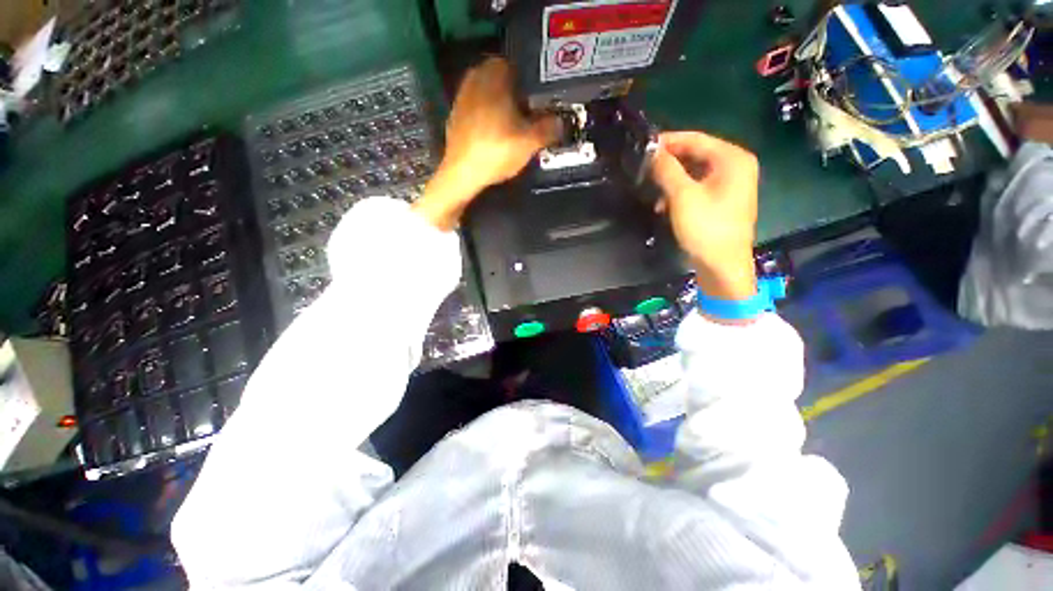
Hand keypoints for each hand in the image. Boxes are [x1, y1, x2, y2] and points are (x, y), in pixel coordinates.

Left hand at [413, 58, 560, 230]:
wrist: (462, 174)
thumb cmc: (496, 152)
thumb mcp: (529, 142)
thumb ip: (548, 129)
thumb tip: (560, 122)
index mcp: (493, 78)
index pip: (512, 64)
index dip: (525, 79)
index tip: (534, 97)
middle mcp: (474, 81)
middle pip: (498, 78)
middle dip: (511, 91)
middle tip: (525, 111)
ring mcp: (461, 99)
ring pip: (485, 93)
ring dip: (497, 104)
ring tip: (510, 124)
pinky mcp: (454, 118)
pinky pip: (474, 109)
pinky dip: (484, 116)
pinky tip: (492, 135)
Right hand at [651, 131, 758, 300]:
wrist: (722, 266)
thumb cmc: (706, 228)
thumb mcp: (682, 196)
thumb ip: (666, 170)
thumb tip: (652, 151)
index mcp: (732, 158)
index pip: (695, 139)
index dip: (668, 141)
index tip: (643, 147)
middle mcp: (735, 166)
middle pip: (696, 155)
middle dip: (669, 163)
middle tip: (644, 169)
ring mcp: (730, 184)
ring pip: (694, 173)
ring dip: (671, 180)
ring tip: (652, 191)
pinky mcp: (722, 200)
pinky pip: (697, 187)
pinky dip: (680, 193)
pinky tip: (664, 205)